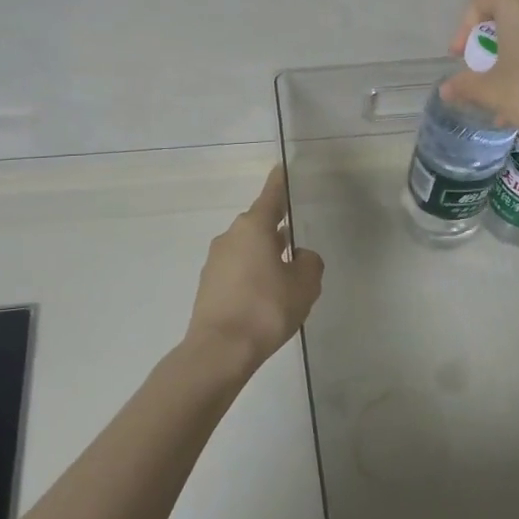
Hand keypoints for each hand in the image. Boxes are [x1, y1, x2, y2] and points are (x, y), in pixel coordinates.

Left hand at [185, 166, 324, 375]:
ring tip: (285, 276)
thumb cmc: (266, 309)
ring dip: (264, 255)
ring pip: (247, 249)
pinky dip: (251, 275)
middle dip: (277, 230)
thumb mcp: (304, 285)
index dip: (280, 182)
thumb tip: (299, 257)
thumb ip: (309, 263)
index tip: (282, 168)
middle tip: (297, 240)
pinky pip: (236, 270)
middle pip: (258, 224)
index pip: (271, 195)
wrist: (219, 350)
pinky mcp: (208, 285)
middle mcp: (231, 236)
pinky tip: (265, 297)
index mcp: (254, 227)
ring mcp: (215, 261)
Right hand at [440, 0, 518, 157]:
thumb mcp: (492, 91)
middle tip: (488, 54)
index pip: (480, 1)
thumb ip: (465, 84)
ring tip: (511, 73)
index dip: (464, 29)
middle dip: (495, 26)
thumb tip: (445, 89)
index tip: (460, 58)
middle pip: (511, 0)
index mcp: (517, 0)